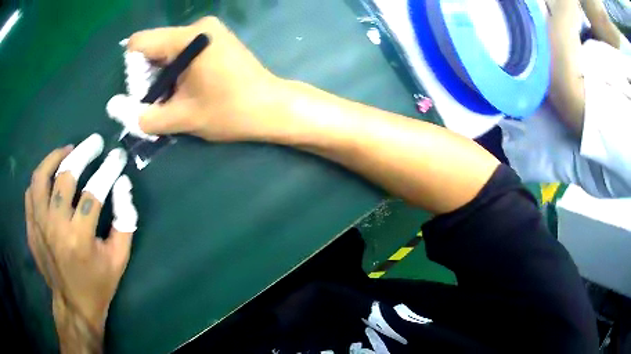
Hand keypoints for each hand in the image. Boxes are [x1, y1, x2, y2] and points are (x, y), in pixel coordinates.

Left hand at [25, 134, 136, 350]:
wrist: (74, 305)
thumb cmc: (98, 284)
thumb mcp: (120, 258)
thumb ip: (125, 220)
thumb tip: (123, 185)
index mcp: (80, 239)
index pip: (94, 191)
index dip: (108, 168)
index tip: (117, 155)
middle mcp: (55, 228)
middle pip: (65, 177)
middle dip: (83, 153)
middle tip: (94, 143)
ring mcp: (39, 227)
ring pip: (41, 178)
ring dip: (55, 158)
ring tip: (67, 151)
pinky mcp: (31, 229)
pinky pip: (30, 193)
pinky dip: (40, 179)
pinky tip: (50, 178)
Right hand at [127, 17, 289, 141]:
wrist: (272, 107)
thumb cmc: (231, 111)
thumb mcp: (183, 117)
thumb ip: (145, 116)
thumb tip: (116, 111)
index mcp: (188, 37)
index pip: (140, 44)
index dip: (132, 70)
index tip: (142, 93)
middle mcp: (198, 27)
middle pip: (153, 47)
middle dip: (148, 76)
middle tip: (159, 102)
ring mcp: (209, 32)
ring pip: (167, 51)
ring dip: (163, 77)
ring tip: (175, 99)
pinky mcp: (215, 41)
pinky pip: (183, 51)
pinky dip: (177, 71)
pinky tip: (186, 89)